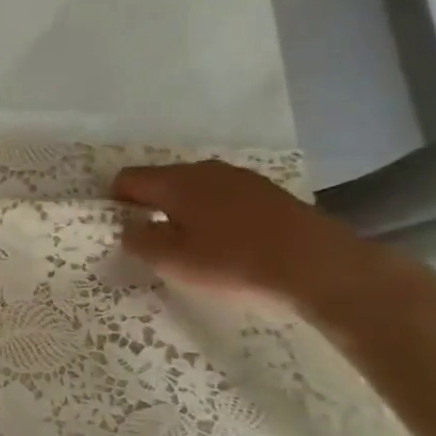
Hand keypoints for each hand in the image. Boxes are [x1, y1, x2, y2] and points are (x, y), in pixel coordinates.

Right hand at [111, 160, 428, 319]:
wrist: (320, 265)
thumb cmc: (234, 261)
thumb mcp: (173, 260)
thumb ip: (140, 241)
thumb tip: (128, 228)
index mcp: (175, 180)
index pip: (127, 179)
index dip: (115, 202)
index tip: (120, 229)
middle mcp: (204, 169)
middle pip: (161, 181)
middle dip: (150, 205)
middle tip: (153, 240)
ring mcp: (240, 178)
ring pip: (195, 188)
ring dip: (184, 210)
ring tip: (191, 243)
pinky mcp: (268, 193)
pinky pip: (224, 197)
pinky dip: (215, 214)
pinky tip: (227, 241)